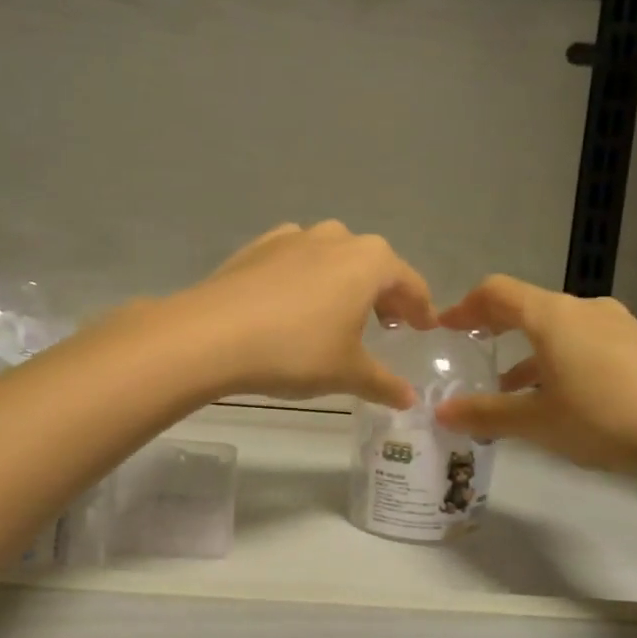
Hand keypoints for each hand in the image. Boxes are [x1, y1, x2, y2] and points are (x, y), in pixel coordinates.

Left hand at [174, 222, 436, 407]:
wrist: (212, 334)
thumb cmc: (295, 351)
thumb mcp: (347, 372)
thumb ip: (383, 383)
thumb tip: (409, 400)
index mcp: (369, 261)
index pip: (409, 282)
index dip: (421, 308)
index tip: (424, 327)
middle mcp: (335, 238)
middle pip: (373, 263)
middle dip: (384, 292)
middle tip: (386, 324)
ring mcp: (293, 237)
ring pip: (332, 255)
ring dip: (344, 281)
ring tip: (339, 312)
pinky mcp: (257, 247)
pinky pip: (295, 259)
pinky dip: (305, 277)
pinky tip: (294, 303)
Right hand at [433, 275, 636, 476]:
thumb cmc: (605, 419)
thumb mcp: (537, 422)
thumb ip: (486, 414)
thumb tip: (440, 412)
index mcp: (554, 316)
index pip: (498, 293)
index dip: (466, 306)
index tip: (445, 327)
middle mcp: (588, 310)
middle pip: (532, 307)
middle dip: (500, 328)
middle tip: (477, 350)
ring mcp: (625, 327)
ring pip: (565, 329)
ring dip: (535, 350)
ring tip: (518, 385)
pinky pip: (595, 345)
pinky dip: (569, 360)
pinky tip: (570, 397)